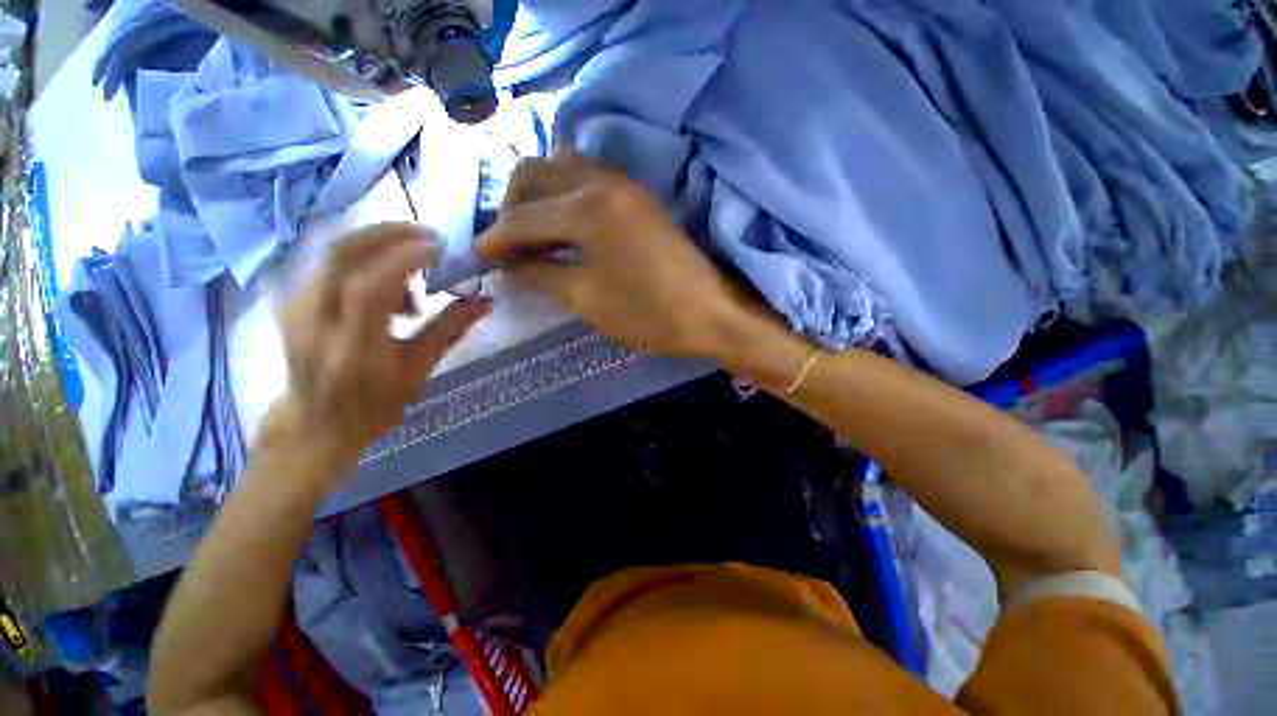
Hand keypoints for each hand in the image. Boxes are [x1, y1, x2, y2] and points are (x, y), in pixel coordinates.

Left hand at [267, 223, 490, 480]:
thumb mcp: (419, 372)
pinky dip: (365, 257)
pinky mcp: (291, 298)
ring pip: (335, 250)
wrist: (312, 423)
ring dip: (380, 246)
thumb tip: (485, 301)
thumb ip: (450, 330)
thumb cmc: (373, 406)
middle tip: (430, 238)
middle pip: (342, 252)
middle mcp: (314, 321)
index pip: (370, 287)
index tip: (442, 252)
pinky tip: (387, 280)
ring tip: (413, 275)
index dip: (406, 259)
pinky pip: (330, 260)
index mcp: (352, 350)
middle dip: (389, 233)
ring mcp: (295, 306)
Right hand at [475, 152, 759, 359]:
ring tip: (534, 233)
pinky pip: (588, 179)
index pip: (523, 217)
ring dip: (539, 195)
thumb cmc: (648, 313)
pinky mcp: (638, 196)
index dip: (495, 239)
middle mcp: (602, 181)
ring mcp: (624, 184)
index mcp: (586, 208)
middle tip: (508, 244)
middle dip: (511, 206)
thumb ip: (542, 275)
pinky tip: (564, 225)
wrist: (709, 312)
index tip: (479, 257)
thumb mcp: (586, 300)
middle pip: (536, 173)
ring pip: (562, 168)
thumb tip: (512, 264)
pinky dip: (565, 195)